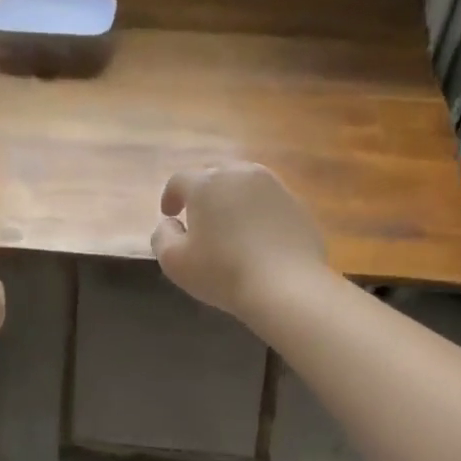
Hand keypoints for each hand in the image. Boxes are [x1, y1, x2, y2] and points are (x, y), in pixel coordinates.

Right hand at [151, 164, 329, 319]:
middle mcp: (241, 174)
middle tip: (198, 215)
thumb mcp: (174, 262)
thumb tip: (170, 224)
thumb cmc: (222, 273)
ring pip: (245, 183)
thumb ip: (162, 237)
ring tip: (229, 223)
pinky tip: (257, 237)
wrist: (287, 286)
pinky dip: (258, 212)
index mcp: (206, 184)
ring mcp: (274, 186)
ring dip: (232, 197)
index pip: (179, 180)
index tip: (169, 214)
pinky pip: (269, 201)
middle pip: (215, 173)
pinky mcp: (297, 205)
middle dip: (202, 191)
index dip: (170, 195)